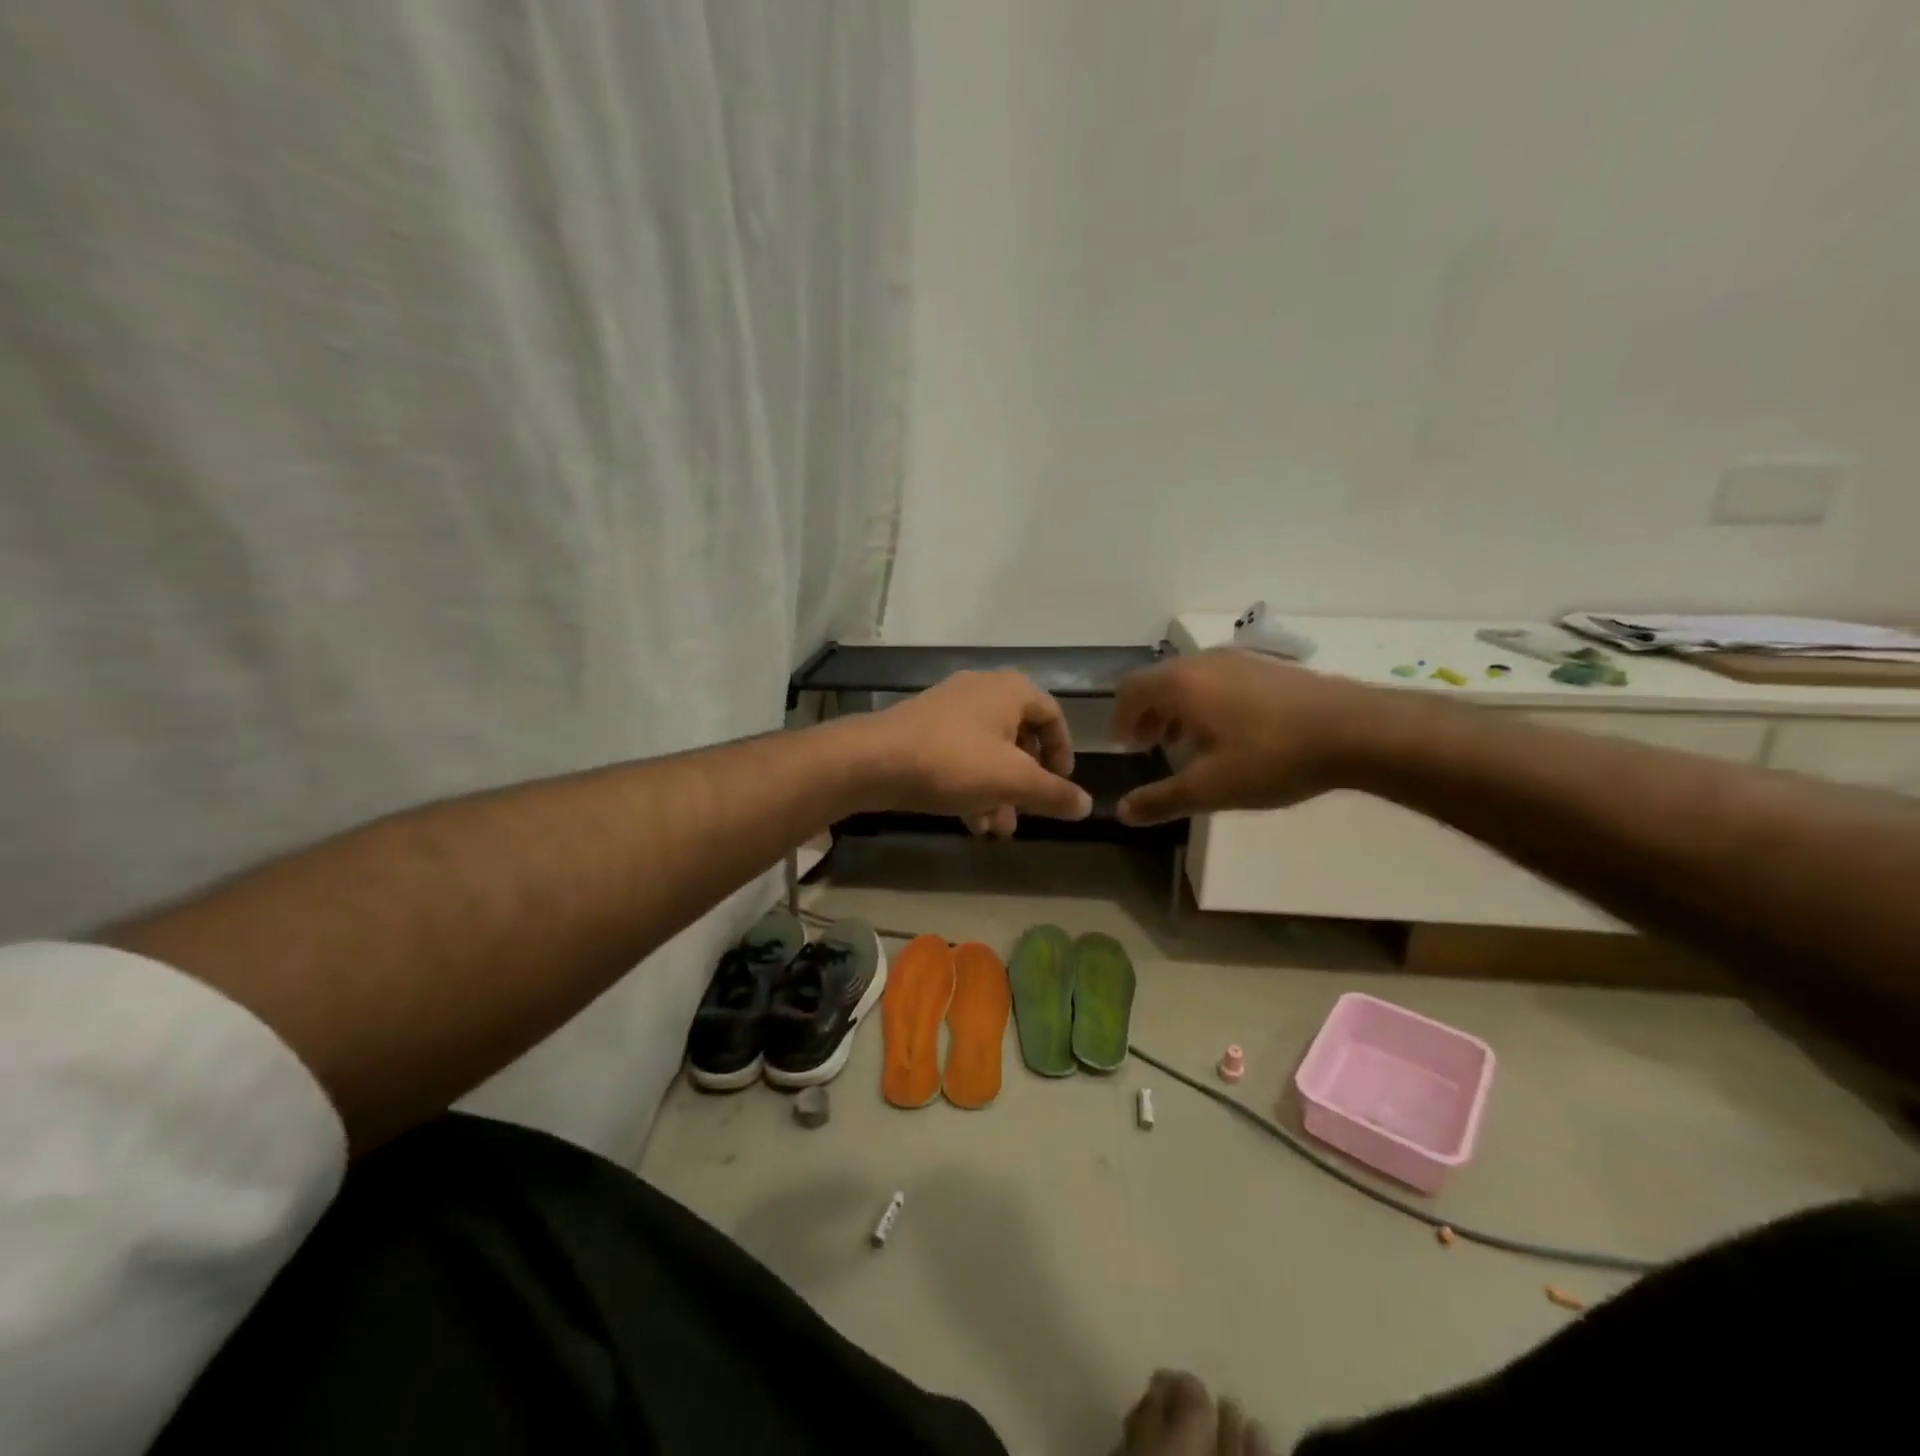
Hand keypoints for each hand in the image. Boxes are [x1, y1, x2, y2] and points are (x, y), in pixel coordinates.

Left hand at [863, 670, 1091, 833]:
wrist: (875, 760)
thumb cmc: (954, 761)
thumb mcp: (1013, 781)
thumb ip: (1053, 793)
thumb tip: (1088, 805)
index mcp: (1010, 691)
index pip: (1053, 715)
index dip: (1064, 752)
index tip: (1062, 784)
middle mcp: (981, 691)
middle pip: (1019, 737)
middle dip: (1026, 782)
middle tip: (1028, 813)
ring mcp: (949, 709)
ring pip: (988, 753)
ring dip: (999, 792)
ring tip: (998, 830)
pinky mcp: (923, 730)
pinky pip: (960, 757)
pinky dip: (971, 787)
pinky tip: (971, 823)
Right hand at [1110, 650, 1376, 824]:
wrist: (1356, 730)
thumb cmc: (1271, 757)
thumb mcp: (1209, 788)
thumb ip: (1160, 800)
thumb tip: (1121, 812)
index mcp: (1181, 683)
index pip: (1131, 690)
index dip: (1121, 719)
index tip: (1125, 747)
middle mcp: (1203, 662)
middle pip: (1158, 682)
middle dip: (1147, 715)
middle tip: (1150, 747)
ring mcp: (1239, 660)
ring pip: (1190, 680)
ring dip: (1176, 710)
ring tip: (1186, 744)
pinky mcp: (1268, 667)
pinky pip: (1218, 680)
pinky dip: (1205, 703)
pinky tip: (1229, 735)